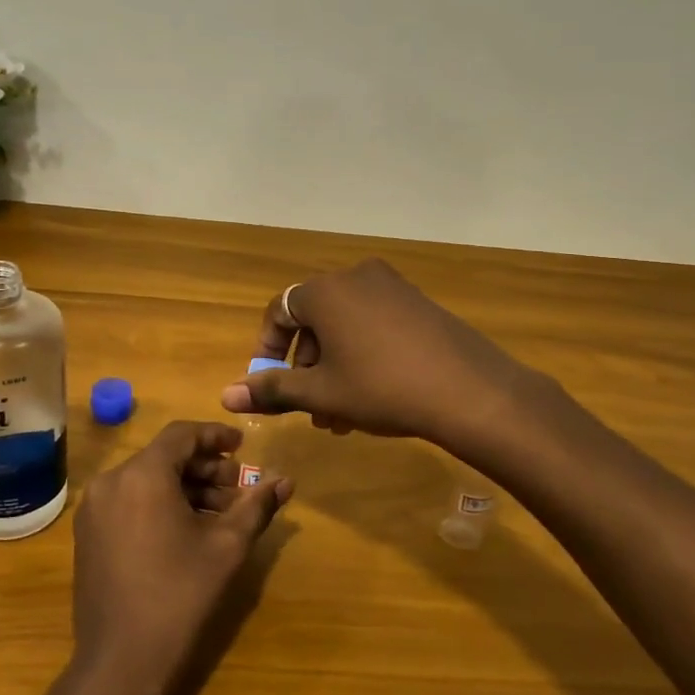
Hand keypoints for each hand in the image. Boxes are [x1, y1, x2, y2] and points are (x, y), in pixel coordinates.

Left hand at [70, 421, 291, 694]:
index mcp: (142, 474)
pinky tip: (188, 530)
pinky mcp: (88, 535)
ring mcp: (94, 509)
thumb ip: (256, 506)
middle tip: (239, 488)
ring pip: (147, 481)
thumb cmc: (179, 596)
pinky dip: (160, 504)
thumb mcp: (226, 547)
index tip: (243, 446)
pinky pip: (130, 502)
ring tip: (221, 514)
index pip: (182, 434)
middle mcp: (111, 482)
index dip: (216, 436)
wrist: (121, 662)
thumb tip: (285, 480)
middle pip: (164, 458)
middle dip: (205, 468)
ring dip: (185, 488)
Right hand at [218, 258, 538, 448]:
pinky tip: (373, 398)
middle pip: (315, 321)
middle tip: (312, 410)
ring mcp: (392, 287)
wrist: (469, 391)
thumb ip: (272, 389)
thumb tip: (226, 396)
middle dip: (307, 368)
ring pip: (346, 327)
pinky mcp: (419, 303)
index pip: (279, 311)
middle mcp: (356, 277)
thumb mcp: (321, 393)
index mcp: (325, 291)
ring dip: (334, 368)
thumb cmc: (381, 388)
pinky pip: (375, 324)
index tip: (272, 384)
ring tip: (341, 417)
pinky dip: (363, 355)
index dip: (269, 349)